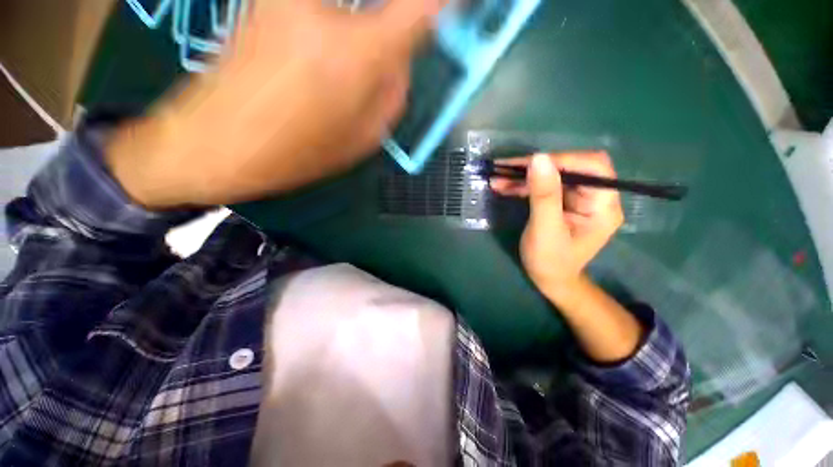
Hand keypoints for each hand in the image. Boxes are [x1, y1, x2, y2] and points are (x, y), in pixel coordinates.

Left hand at [107, 0, 441, 207]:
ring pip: (354, 8)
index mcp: (358, 55)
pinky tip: (338, 43)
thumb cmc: (297, 152)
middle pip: (389, 2)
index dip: (446, 5)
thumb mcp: (363, 139)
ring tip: (357, 70)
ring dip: (368, 21)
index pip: (422, 7)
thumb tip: (401, 60)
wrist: (217, 141)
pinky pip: (322, 9)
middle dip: (403, 13)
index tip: (461, 7)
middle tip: (384, 61)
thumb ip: (392, 95)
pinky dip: (340, 20)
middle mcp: (325, 10)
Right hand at [490, 152, 623, 300]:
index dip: (561, 160)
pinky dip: (524, 185)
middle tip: (504, 170)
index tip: (527, 164)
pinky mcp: (563, 202)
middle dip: (536, 166)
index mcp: (603, 205)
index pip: (592, 167)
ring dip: (525, 176)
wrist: (549, 279)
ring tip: (497, 179)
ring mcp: (579, 199)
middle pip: (571, 167)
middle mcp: (596, 197)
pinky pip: (545, 186)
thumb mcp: (545, 229)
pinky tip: (504, 187)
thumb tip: (538, 158)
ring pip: (554, 175)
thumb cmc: (550, 261)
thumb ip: (544, 195)